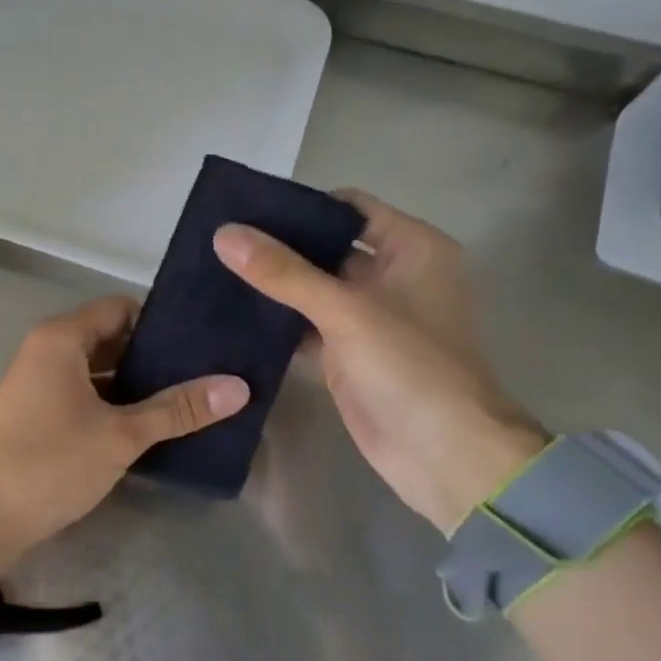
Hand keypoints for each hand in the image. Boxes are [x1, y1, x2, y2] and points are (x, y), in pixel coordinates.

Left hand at [0, 297, 248, 589]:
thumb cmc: (50, 464)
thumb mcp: (121, 435)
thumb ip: (177, 409)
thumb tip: (239, 387)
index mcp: (61, 338)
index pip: (121, 308)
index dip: (160, 324)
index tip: (201, 345)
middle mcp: (45, 349)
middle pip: (109, 337)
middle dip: (153, 357)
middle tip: (203, 375)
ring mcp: (36, 382)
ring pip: (96, 369)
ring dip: (134, 384)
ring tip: (184, 402)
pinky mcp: (34, 412)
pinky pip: (81, 394)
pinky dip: (111, 403)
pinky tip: (146, 426)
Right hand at [213, 190, 544, 534]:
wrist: (444, 455)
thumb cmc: (410, 367)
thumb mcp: (346, 311)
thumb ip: (283, 272)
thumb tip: (225, 234)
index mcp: (412, 249)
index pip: (349, 208)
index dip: (301, 205)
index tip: (246, 208)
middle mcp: (392, 276)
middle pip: (328, 247)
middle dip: (280, 245)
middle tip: (221, 239)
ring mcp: (370, 317)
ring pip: (314, 288)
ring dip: (274, 283)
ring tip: (216, 269)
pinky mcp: (349, 353)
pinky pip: (307, 325)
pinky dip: (277, 320)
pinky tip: (234, 313)